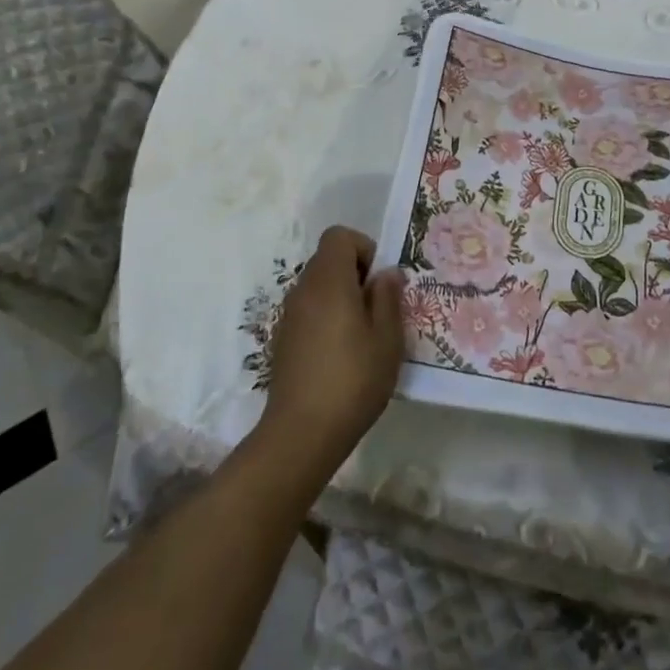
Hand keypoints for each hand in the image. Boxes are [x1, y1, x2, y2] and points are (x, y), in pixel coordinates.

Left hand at [256, 226, 403, 482]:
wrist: (301, 433)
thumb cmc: (353, 380)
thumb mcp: (387, 339)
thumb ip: (388, 298)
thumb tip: (387, 272)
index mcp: (329, 281)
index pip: (339, 236)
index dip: (362, 248)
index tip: (377, 282)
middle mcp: (303, 290)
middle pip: (327, 259)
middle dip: (355, 274)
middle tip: (376, 310)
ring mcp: (288, 315)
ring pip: (317, 286)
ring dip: (340, 297)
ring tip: (361, 335)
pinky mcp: (282, 339)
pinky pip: (308, 310)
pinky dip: (325, 317)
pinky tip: (339, 354)